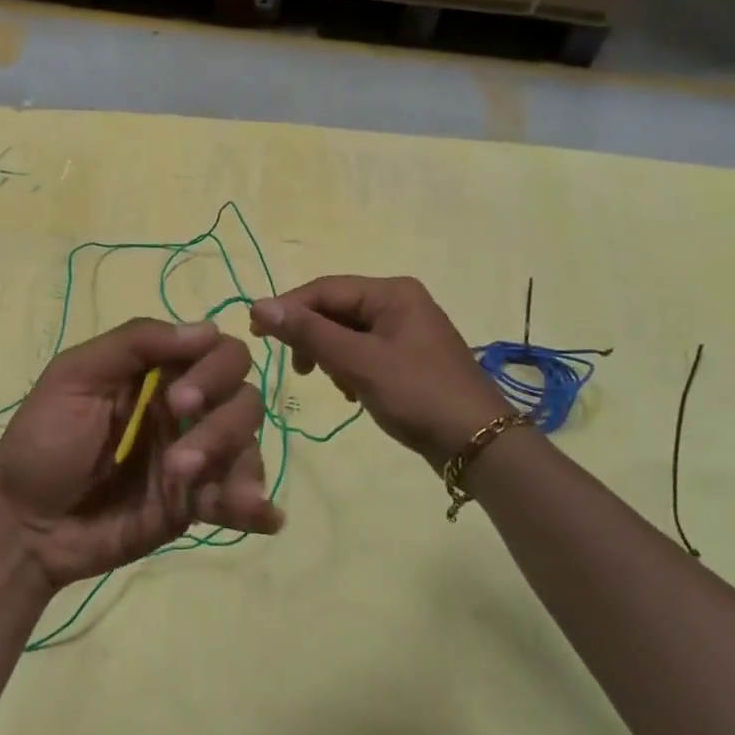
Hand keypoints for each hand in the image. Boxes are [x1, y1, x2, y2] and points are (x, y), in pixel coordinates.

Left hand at [0, 318, 277, 589]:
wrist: (23, 524)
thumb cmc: (42, 440)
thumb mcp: (75, 376)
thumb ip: (135, 343)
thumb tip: (208, 330)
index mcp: (160, 373)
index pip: (219, 353)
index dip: (215, 370)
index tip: (180, 400)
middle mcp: (187, 410)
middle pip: (243, 399)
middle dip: (222, 425)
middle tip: (179, 458)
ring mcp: (195, 458)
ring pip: (247, 446)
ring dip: (234, 466)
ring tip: (193, 491)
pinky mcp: (195, 504)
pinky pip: (239, 499)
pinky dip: (258, 506)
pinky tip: (263, 518)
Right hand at [251, 276, 508, 470]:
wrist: (480, 444)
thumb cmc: (417, 394)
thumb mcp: (358, 362)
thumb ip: (309, 333)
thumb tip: (259, 304)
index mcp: (391, 292)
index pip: (324, 289)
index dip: (287, 308)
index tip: (255, 333)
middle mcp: (399, 302)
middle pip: (335, 310)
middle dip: (312, 337)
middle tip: (295, 368)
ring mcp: (405, 331)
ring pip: (347, 333)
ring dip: (329, 355)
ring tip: (333, 385)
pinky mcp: (408, 358)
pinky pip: (363, 352)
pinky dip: (349, 368)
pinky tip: (350, 393)